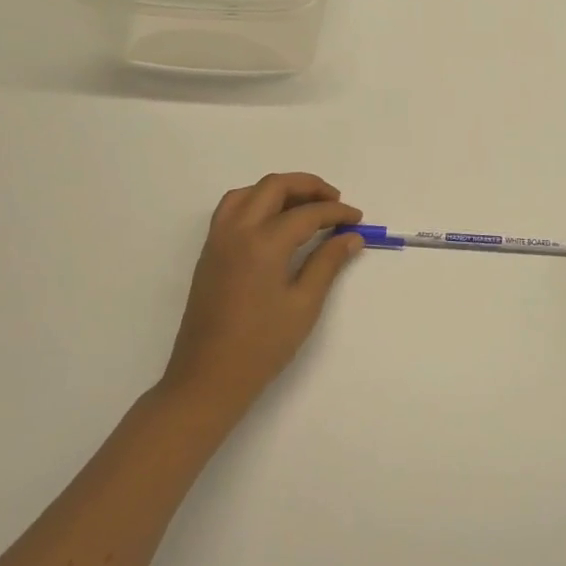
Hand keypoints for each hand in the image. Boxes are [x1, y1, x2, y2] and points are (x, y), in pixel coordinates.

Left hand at [158, 172, 363, 431]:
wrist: (208, 378)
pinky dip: (257, 201)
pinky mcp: (209, 253)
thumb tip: (351, 236)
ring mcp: (218, 240)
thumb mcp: (304, 304)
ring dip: (280, 190)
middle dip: (309, 187)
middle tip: (335, 202)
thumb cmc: (262, 345)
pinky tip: (275, 223)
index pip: (307, 213)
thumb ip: (328, 263)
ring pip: (249, 192)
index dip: (337, 213)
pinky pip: (232, 208)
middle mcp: (237, 231)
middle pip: (274, 186)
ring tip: (305, 207)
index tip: (357, 220)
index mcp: (263, 243)